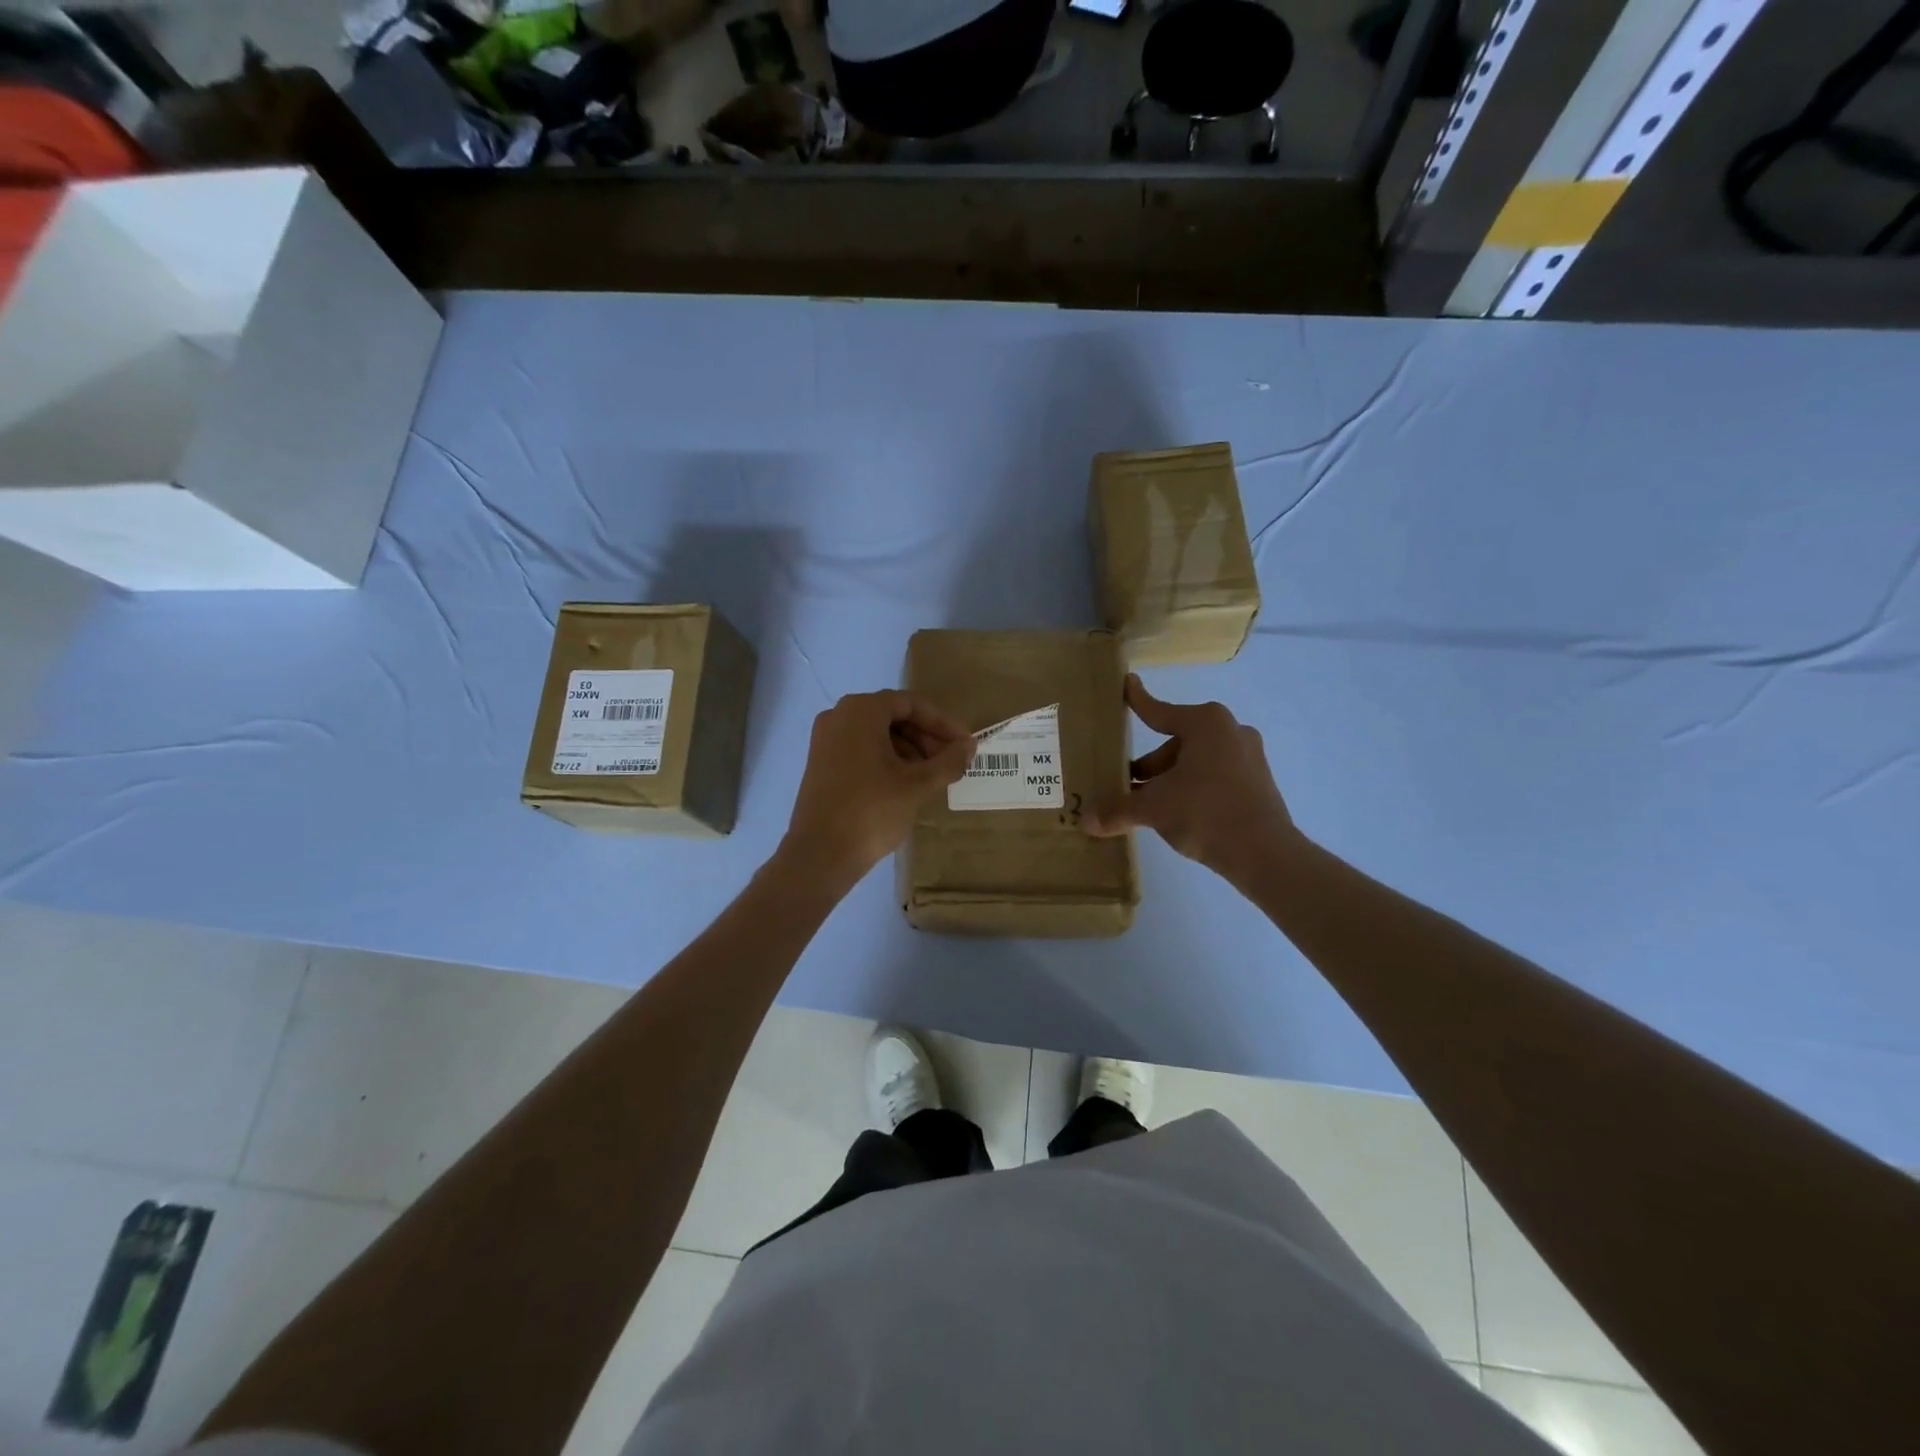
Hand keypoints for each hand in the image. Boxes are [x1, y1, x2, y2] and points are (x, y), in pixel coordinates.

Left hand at [781, 691, 974, 889]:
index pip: (911, 704)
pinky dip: (887, 760)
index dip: (943, 723)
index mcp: (860, 711)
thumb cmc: (872, 810)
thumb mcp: (918, 785)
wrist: (820, 855)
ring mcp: (825, 740)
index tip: (965, 745)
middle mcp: (838, 716)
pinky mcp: (821, 764)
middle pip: (893, 716)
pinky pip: (861, 749)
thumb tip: (969, 746)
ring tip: (933, 777)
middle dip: (926, 737)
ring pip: (877, 734)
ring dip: (909, 750)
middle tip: (951, 762)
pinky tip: (906, 785)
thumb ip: (949, 761)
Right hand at [1085, 675, 1297, 882]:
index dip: (1137, 701)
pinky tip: (1177, 814)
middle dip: (1149, 765)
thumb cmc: (1205, 813)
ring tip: (1147, 805)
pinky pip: (1214, 776)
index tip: (1127, 684)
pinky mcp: (1257, 782)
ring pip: (1195, 762)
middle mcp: (1230, 731)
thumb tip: (1086, 821)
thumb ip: (1118, 810)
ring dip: (1169, 779)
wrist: (1265, 853)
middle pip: (1176, 743)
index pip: (1159, 711)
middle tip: (1126, 783)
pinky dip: (1192, 788)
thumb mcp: (1154, 809)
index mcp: (1205, 723)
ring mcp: (1248, 756)